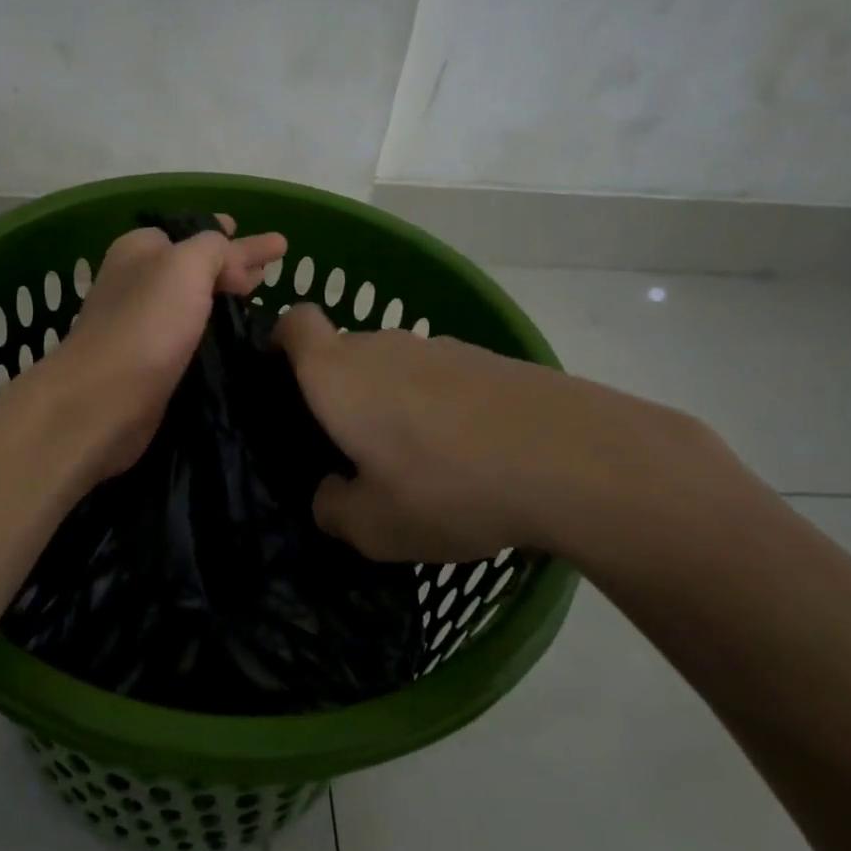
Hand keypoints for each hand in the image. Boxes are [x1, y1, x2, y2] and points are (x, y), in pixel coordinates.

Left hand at [47, 216, 285, 480]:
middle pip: (197, 266)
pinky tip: (241, 336)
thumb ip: (214, 248)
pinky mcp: (153, 363)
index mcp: (141, 250)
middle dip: (234, 265)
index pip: (192, 232)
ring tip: (261, 296)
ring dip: (226, 299)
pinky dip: (216, 332)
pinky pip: (193, 336)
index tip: (267, 243)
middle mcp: (140, 282)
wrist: (104, 401)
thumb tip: (233, 262)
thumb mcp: (186, 265)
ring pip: (196, 302)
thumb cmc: (146, 323)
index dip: (227, 234)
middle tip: (269, 270)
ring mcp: (145, 324)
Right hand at [272, 304, 760, 567]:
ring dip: (389, 402)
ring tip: (413, 461)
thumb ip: (333, 508)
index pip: (294, 323)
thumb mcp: (373, 527)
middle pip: (343, 352)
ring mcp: (439, 348)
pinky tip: (463, 454)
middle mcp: (382, 347)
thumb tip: (331, 493)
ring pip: (392, 368)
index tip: (282, 379)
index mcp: (338, 374)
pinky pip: (438, 378)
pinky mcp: (485, 360)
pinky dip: (435, 407)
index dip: (280, 341)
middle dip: (337, 392)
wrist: (569, 458)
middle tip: (349, 450)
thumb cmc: (447, 486)